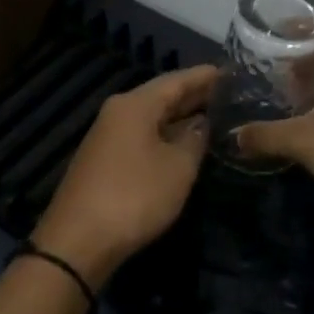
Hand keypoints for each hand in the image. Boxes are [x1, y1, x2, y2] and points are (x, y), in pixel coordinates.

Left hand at [32, 65, 216, 285]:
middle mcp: (119, 112)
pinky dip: (167, 135)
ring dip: (182, 117)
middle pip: (163, 96)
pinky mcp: (106, 160)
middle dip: (196, 96)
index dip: (206, 76)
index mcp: (135, 104)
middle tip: (232, 95)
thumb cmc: (135, 196)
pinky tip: (186, 143)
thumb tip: (202, 123)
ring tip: (216, 117)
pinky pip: (143, 136)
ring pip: (153, 117)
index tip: (235, 72)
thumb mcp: (178, 167)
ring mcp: (109, 136)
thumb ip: (195, 139)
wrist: (78, 241)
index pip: (177, 79)